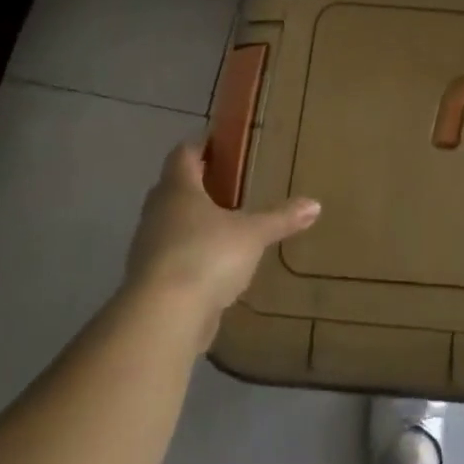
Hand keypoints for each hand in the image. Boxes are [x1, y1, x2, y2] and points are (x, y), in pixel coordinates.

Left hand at [122, 142, 319, 346]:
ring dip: (193, 222)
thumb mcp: (253, 234)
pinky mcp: (150, 280)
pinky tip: (216, 265)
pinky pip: (172, 256)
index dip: (202, 145)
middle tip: (230, 184)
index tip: (222, 144)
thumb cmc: (207, 256)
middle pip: (174, 187)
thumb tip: (315, 204)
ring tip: (227, 225)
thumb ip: (281, 218)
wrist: (163, 318)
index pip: (184, 154)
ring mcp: (148, 247)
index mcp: (178, 189)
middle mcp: (157, 211)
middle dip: (199, 184)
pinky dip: (191, 254)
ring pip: (171, 223)